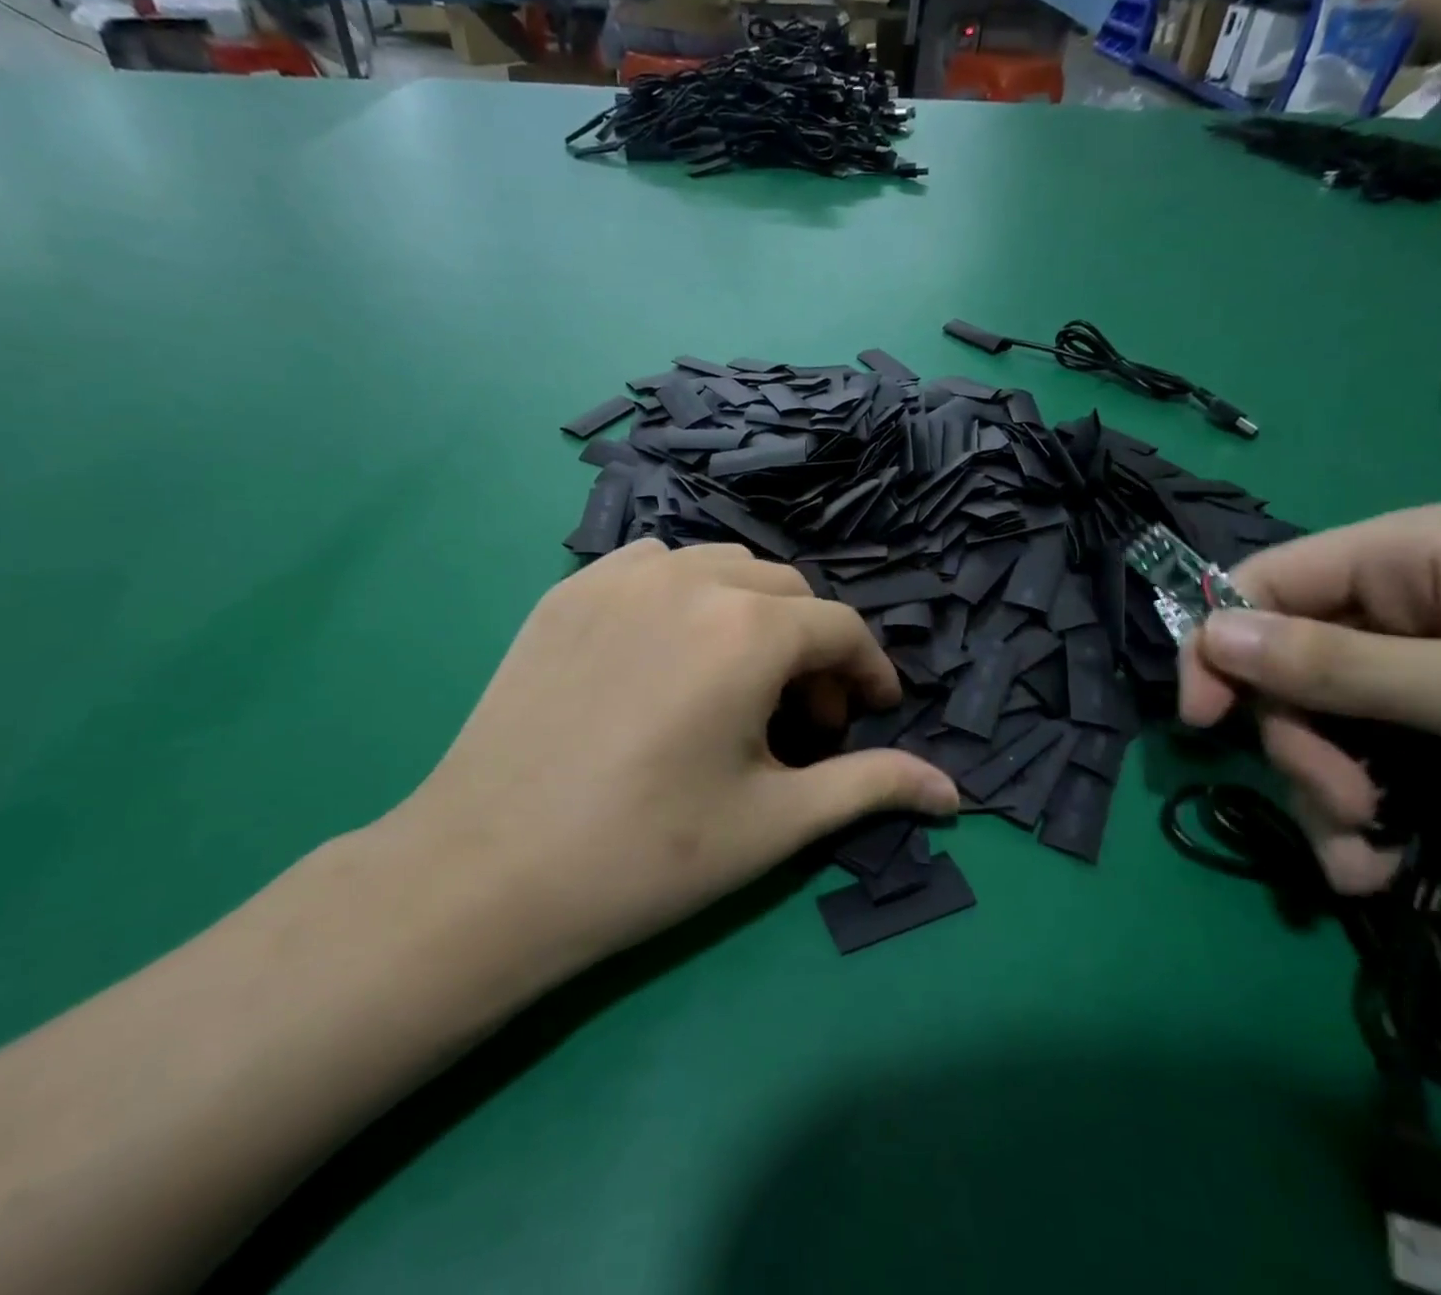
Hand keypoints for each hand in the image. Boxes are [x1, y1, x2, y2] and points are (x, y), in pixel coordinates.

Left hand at [375, 539, 957, 977]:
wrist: (488, 873)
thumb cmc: (647, 855)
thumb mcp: (776, 823)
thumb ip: (871, 787)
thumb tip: (952, 791)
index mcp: (747, 628)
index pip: (839, 628)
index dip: (867, 672)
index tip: (870, 715)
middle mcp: (688, 578)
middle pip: (785, 592)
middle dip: (810, 648)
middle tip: (800, 719)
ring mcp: (618, 577)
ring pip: (720, 568)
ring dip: (751, 614)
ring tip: (736, 683)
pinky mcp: (568, 591)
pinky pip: (652, 566)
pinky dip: (684, 595)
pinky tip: (669, 653)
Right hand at [1178, 502, 1440, 891]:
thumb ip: (1333, 664)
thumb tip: (1209, 635)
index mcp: (1413, 555)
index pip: (1266, 582)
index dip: (1221, 645)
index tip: (1203, 723)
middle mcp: (1411, 598)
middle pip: (1293, 662)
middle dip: (1302, 743)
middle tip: (1339, 809)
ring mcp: (1436, 661)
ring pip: (1326, 717)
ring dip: (1328, 790)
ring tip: (1361, 862)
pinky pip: (1375, 749)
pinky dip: (1364, 807)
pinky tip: (1374, 863)